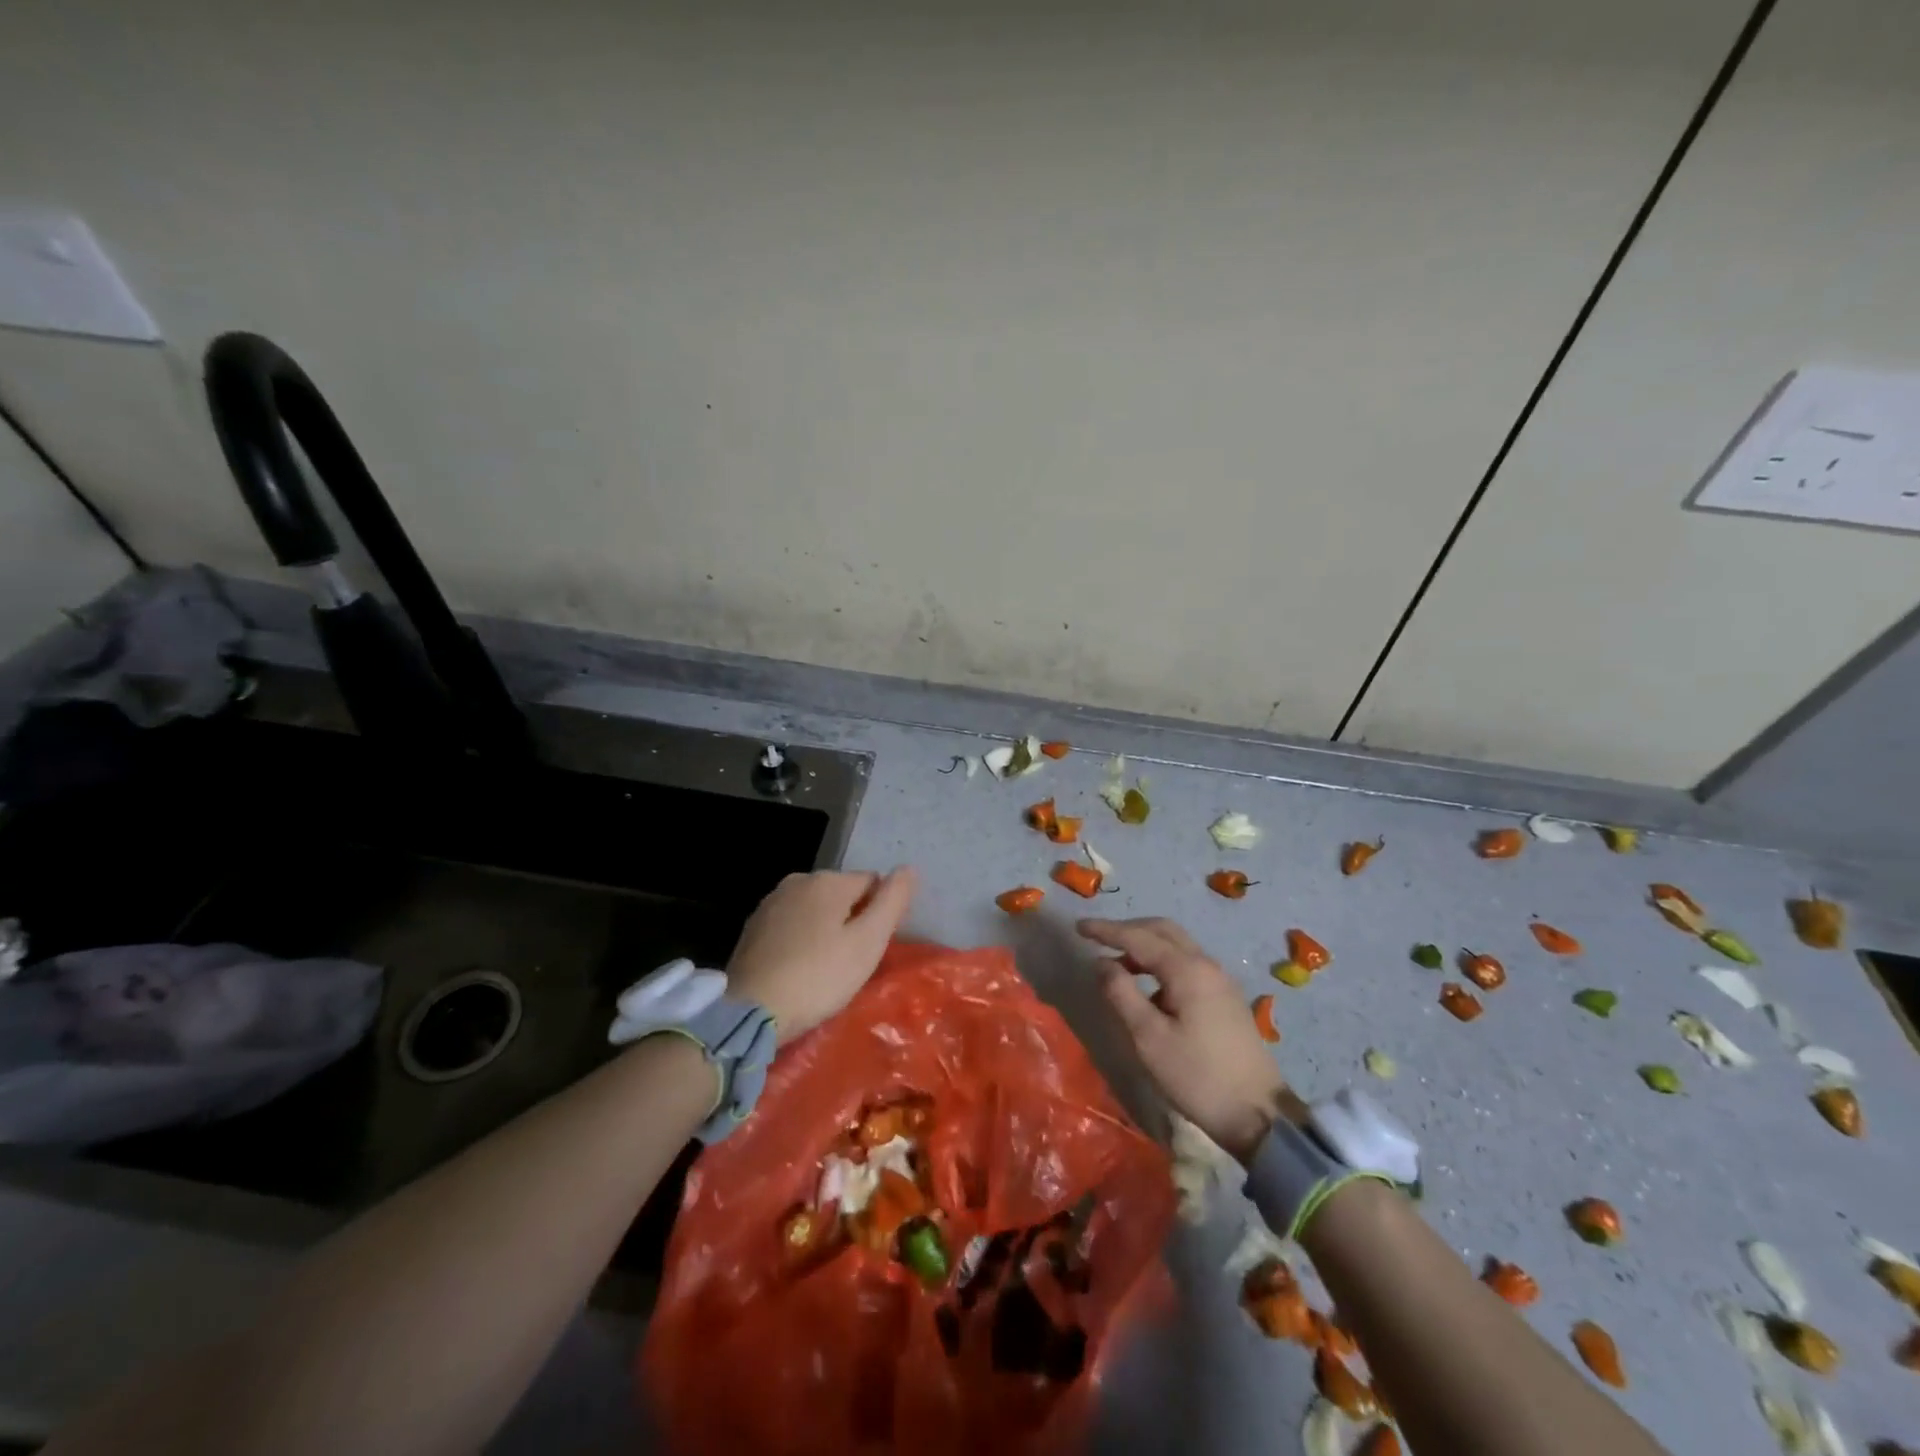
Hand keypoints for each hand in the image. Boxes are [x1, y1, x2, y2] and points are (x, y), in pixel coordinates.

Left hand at [726, 868, 916, 1036]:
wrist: (750, 1011)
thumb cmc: (818, 977)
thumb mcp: (868, 942)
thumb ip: (892, 902)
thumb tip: (908, 869)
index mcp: (828, 880)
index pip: (872, 883)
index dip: (880, 914)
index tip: (873, 948)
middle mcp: (798, 880)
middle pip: (842, 894)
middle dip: (852, 920)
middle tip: (851, 962)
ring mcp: (770, 903)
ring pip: (815, 910)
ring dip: (825, 930)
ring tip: (825, 969)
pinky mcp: (752, 927)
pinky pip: (791, 926)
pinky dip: (801, 941)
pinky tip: (799, 969)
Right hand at [1078, 917, 1289, 1164]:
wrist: (1260, 1115)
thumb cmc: (1197, 1076)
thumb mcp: (1148, 1038)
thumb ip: (1121, 994)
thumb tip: (1101, 963)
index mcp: (1187, 970)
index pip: (1138, 938)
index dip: (1106, 930)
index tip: (1079, 927)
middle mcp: (1206, 964)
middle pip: (1163, 930)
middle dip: (1128, 929)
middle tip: (1098, 939)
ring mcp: (1220, 980)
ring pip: (1177, 946)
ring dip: (1145, 946)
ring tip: (1117, 965)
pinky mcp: (1226, 998)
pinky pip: (1187, 963)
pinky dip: (1162, 962)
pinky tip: (1149, 988)